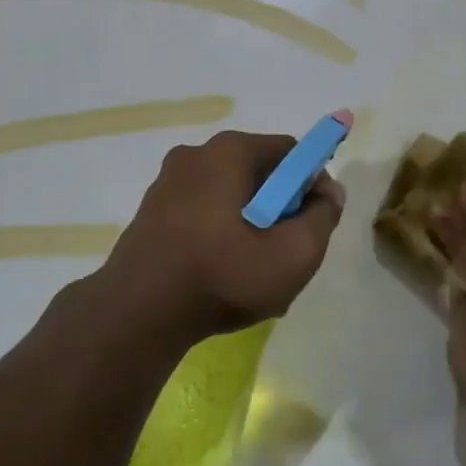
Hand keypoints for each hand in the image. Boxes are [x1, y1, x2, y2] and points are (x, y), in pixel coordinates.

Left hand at [99, 130, 345, 345]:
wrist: (137, 314)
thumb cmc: (222, 275)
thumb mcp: (294, 254)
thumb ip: (323, 217)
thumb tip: (329, 192)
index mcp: (229, 151)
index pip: (291, 152)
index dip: (312, 184)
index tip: (314, 222)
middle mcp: (196, 154)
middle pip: (259, 173)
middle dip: (280, 208)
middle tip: (285, 252)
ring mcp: (168, 182)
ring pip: (230, 195)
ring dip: (251, 224)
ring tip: (254, 272)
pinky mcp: (151, 211)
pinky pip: (202, 212)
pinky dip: (220, 234)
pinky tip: (222, 275)